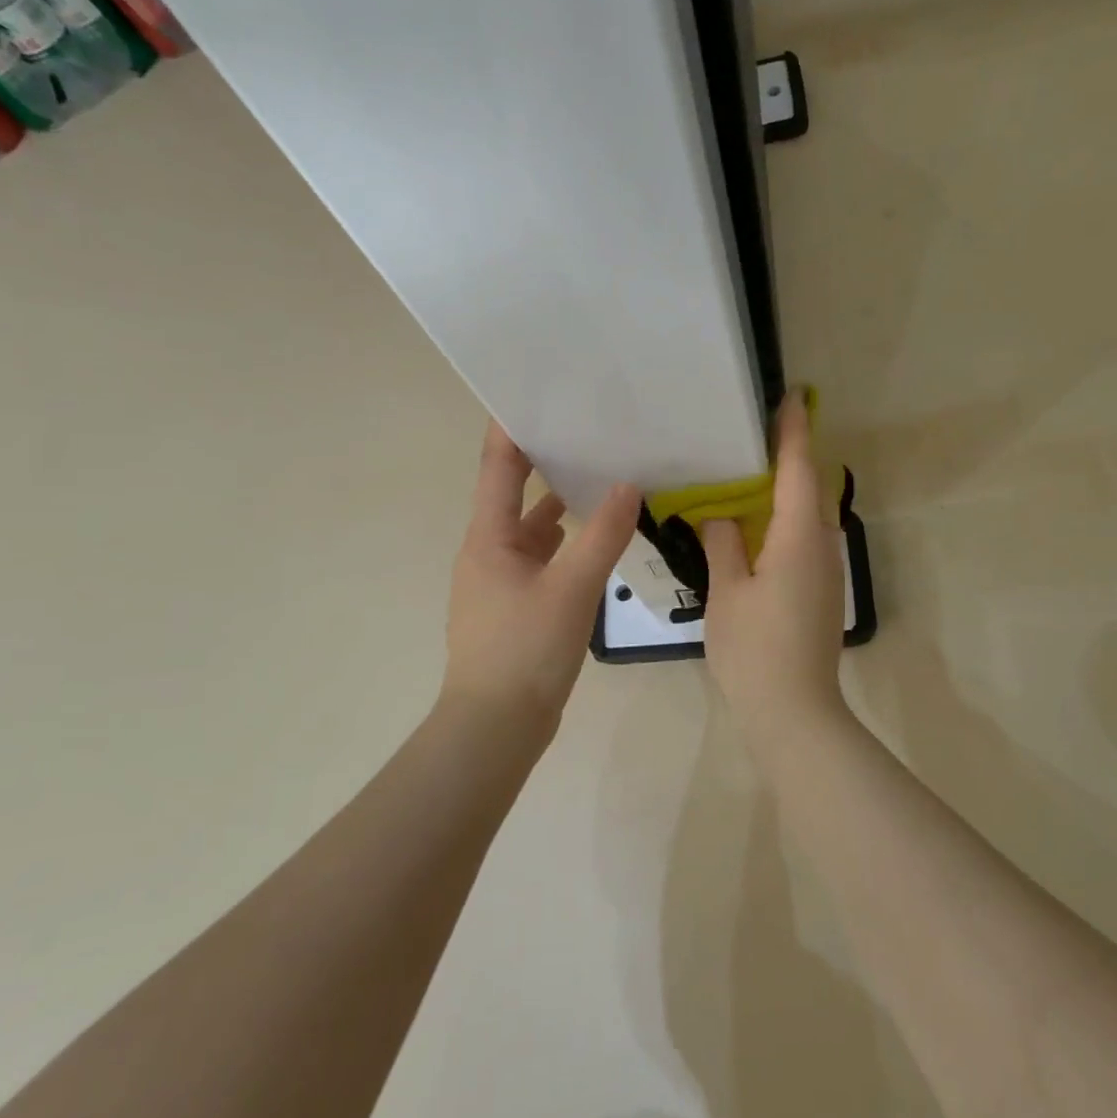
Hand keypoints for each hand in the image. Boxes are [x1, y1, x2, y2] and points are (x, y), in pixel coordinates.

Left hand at [441, 422, 639, 726]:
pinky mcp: (515, 606)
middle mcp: (488, 551)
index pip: (497, 466)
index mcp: (488, 538)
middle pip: (514, 493)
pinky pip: (541, 560)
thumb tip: (629, 486)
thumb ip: (602, 536)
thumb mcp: (571, 589)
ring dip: (558, 505)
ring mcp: (499, 581)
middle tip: (585, 429)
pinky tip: (595, 541)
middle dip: (545, 461)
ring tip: (599, 477)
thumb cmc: (525, 650)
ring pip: (530, 530)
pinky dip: (564, 544)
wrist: (496, 727)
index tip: (536, 390)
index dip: (512, 426)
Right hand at [702, 392, 848, 741]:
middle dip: (789, 456)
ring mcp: (826, 571)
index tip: (790, 396)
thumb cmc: (755, 650)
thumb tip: (719, 515)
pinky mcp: (821, 591)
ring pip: (808, 516)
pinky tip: (755, 526)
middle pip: (809, 488)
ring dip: (785, 490)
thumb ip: (722, 545)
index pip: (798, 470)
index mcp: (798, 538)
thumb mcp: (727, 592)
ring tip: (748, 473)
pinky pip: (804, 539)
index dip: (793, 432)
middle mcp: (822, 546)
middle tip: (754, 433)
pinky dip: (783, 520)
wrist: (794, 713)